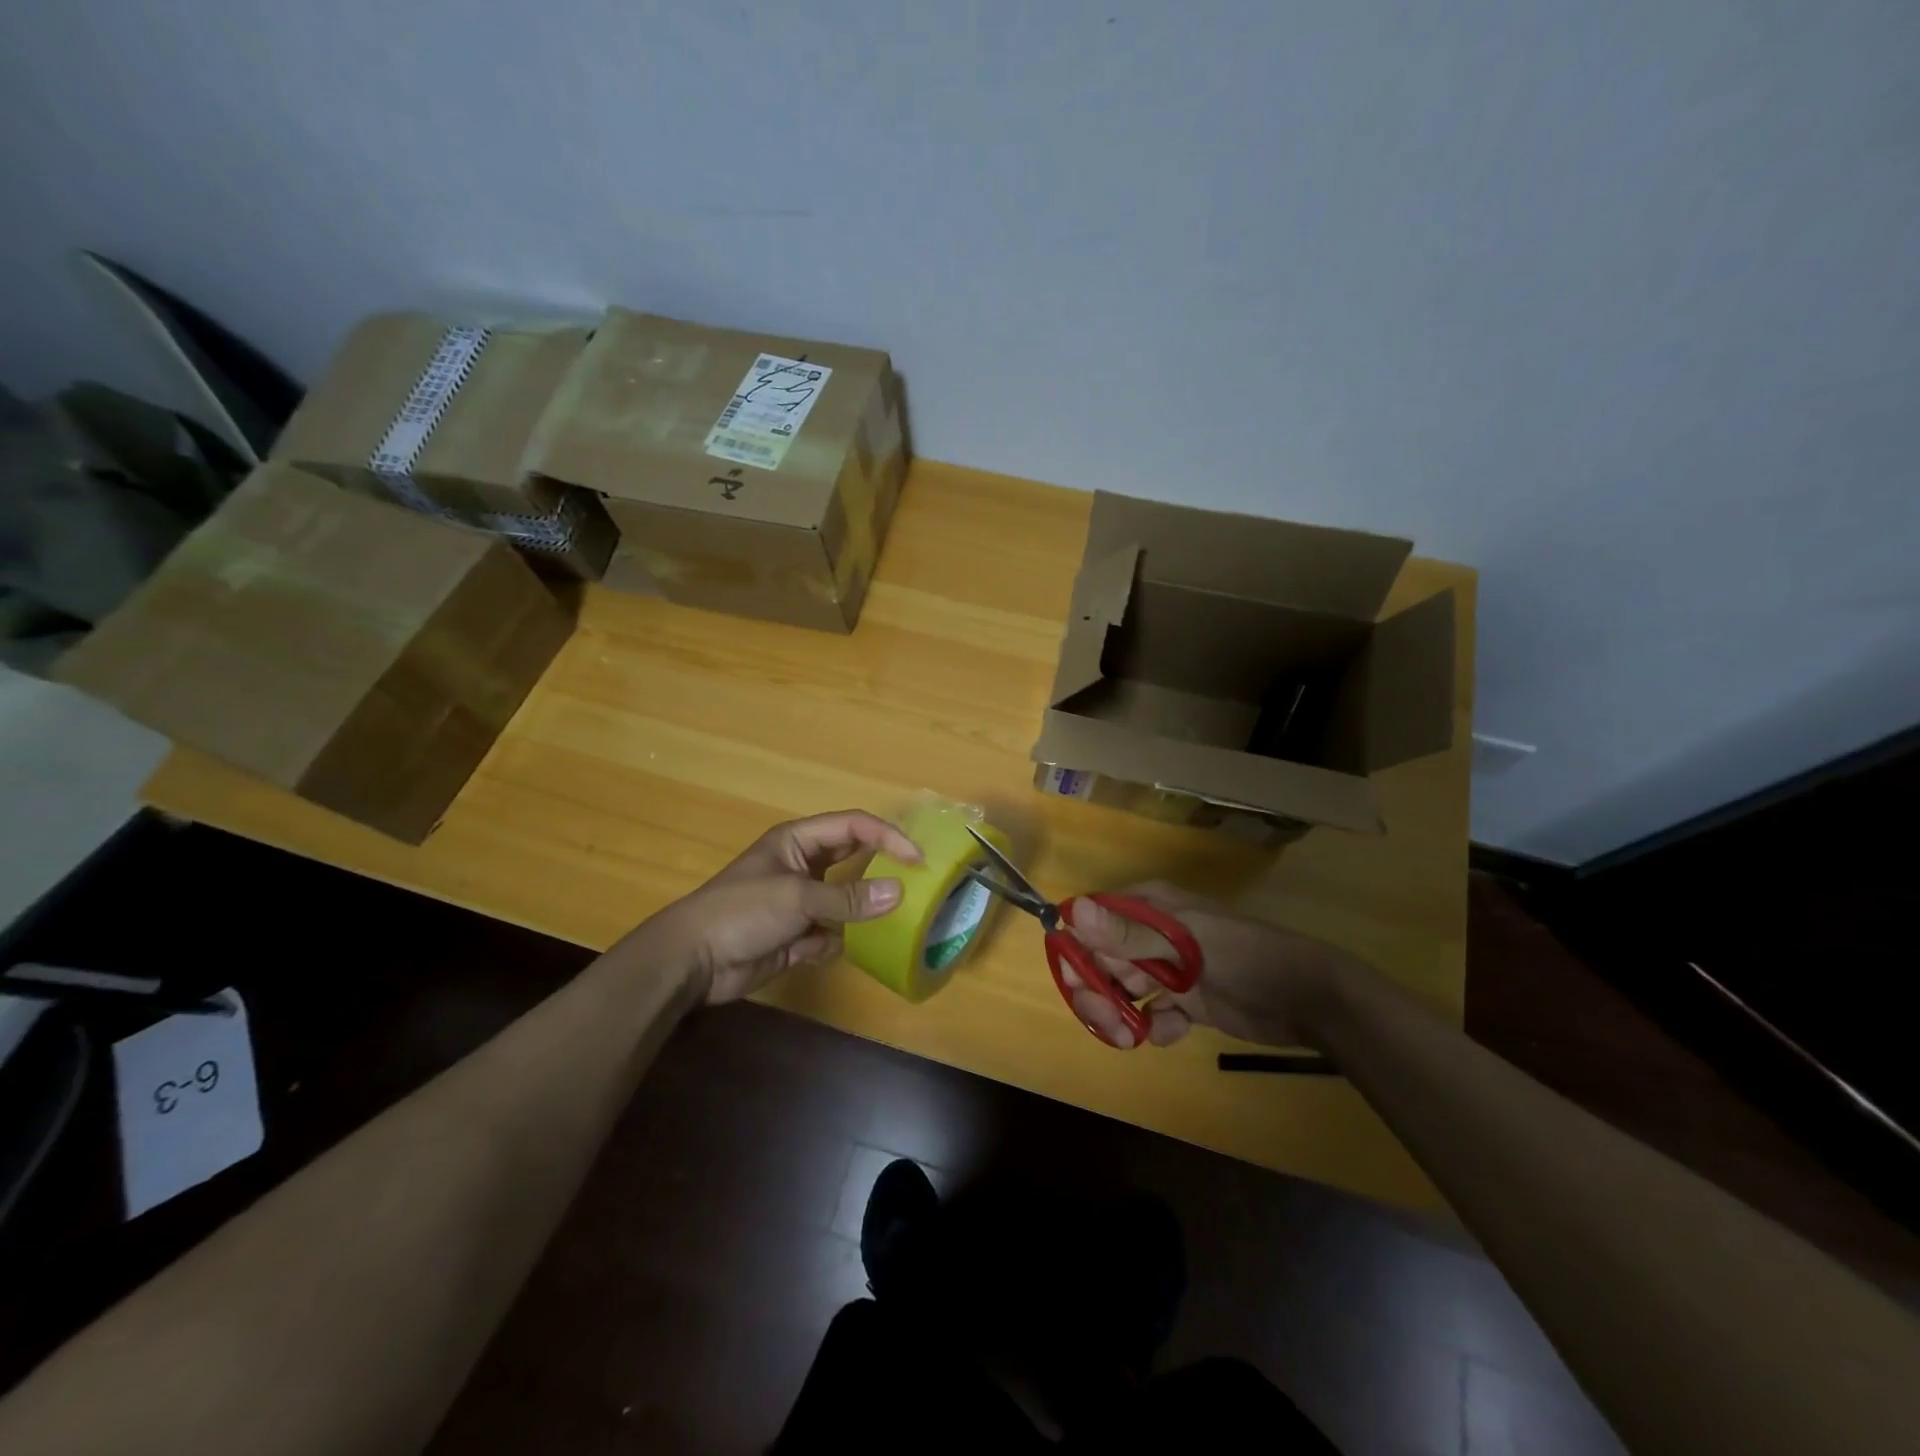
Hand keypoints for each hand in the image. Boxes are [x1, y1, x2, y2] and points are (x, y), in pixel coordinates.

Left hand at [622, 810, 921, 1003]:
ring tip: (893, 919)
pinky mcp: (794, 936)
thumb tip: (899, 894)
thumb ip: (848, 897)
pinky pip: (828, 933)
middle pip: (850, 859)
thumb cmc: (742, 911)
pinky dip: (833, 941)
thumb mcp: (798, 897)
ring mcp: (798, 902)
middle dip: (879, 868)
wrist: (692, 961)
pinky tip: (828, 949)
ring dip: (860, 910)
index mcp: (797, 841)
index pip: (853, 826)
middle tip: (916, 880)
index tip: (917, 859)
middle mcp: (801, 866)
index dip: (887, 836)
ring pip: (843, 900)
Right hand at [1060, 882, 1364, 1048]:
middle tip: (1108, 1021)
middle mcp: (1151, 934)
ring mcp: (1168, 968)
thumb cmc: (1244, 956)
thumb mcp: (1184, 944)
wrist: (1308, 999)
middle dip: (1096, 991)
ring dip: (1118, 1014)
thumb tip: (1070, 912)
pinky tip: (1174, 1030)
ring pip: (1121, 990)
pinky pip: (1152, 1014)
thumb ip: (1127, 933)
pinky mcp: (1186, 1001)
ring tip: (1131, 1036)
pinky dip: (1155, 1026)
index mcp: (1148, 906)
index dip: (1078, 951)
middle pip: (1100, 960)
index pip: (1092, 921)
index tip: (1080, 982)